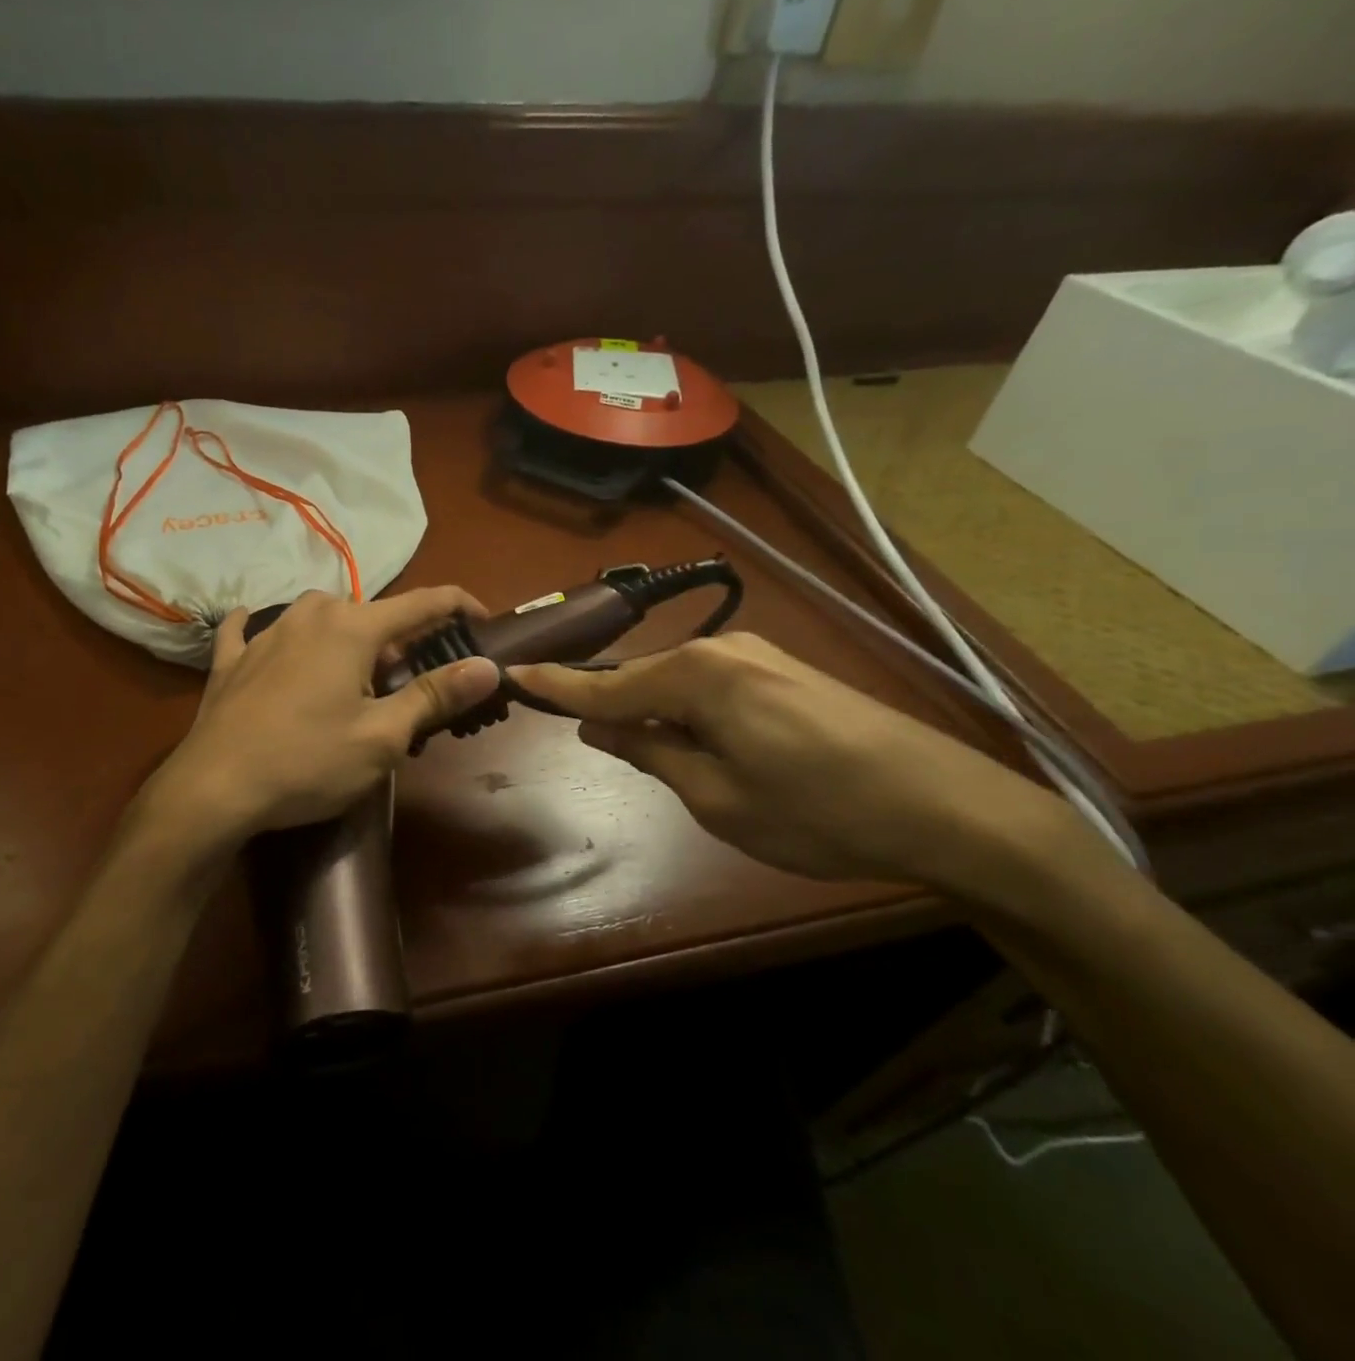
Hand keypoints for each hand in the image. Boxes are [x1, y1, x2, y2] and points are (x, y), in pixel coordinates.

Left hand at [143, 588, 500, 846]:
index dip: (459, 607)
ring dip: (345, 639)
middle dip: (399, 642)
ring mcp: (264, 633)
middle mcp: (310, 615)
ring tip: (351, 678)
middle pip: (371, 615)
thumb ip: (436, 695)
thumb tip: (487, 665)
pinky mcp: (230, 659)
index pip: (423, 603)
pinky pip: (252, 629)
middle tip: (410, 686)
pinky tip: (259, 633)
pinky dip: (269, 631)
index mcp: (353, 628)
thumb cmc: (308, 763)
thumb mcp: (382, 737)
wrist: (213, 788)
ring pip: (319, 619)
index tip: (484, 621)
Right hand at [509, 633, 1093, 894]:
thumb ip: (650, 751)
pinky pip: (712, 686)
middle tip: (583, 738)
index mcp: (696, 675)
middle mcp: (721, 649)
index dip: (555, 686)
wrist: (951, 808)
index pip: (604, 685)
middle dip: (609, 707)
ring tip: (648, 754)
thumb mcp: (716, 797)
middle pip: (641, 678)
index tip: (512, 674)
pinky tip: (699, 743)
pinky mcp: (785, 671)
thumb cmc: (818, 812)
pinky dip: (689, 711)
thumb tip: (598, 728)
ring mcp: (758, 655)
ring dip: (653, 713)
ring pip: (677, 682)